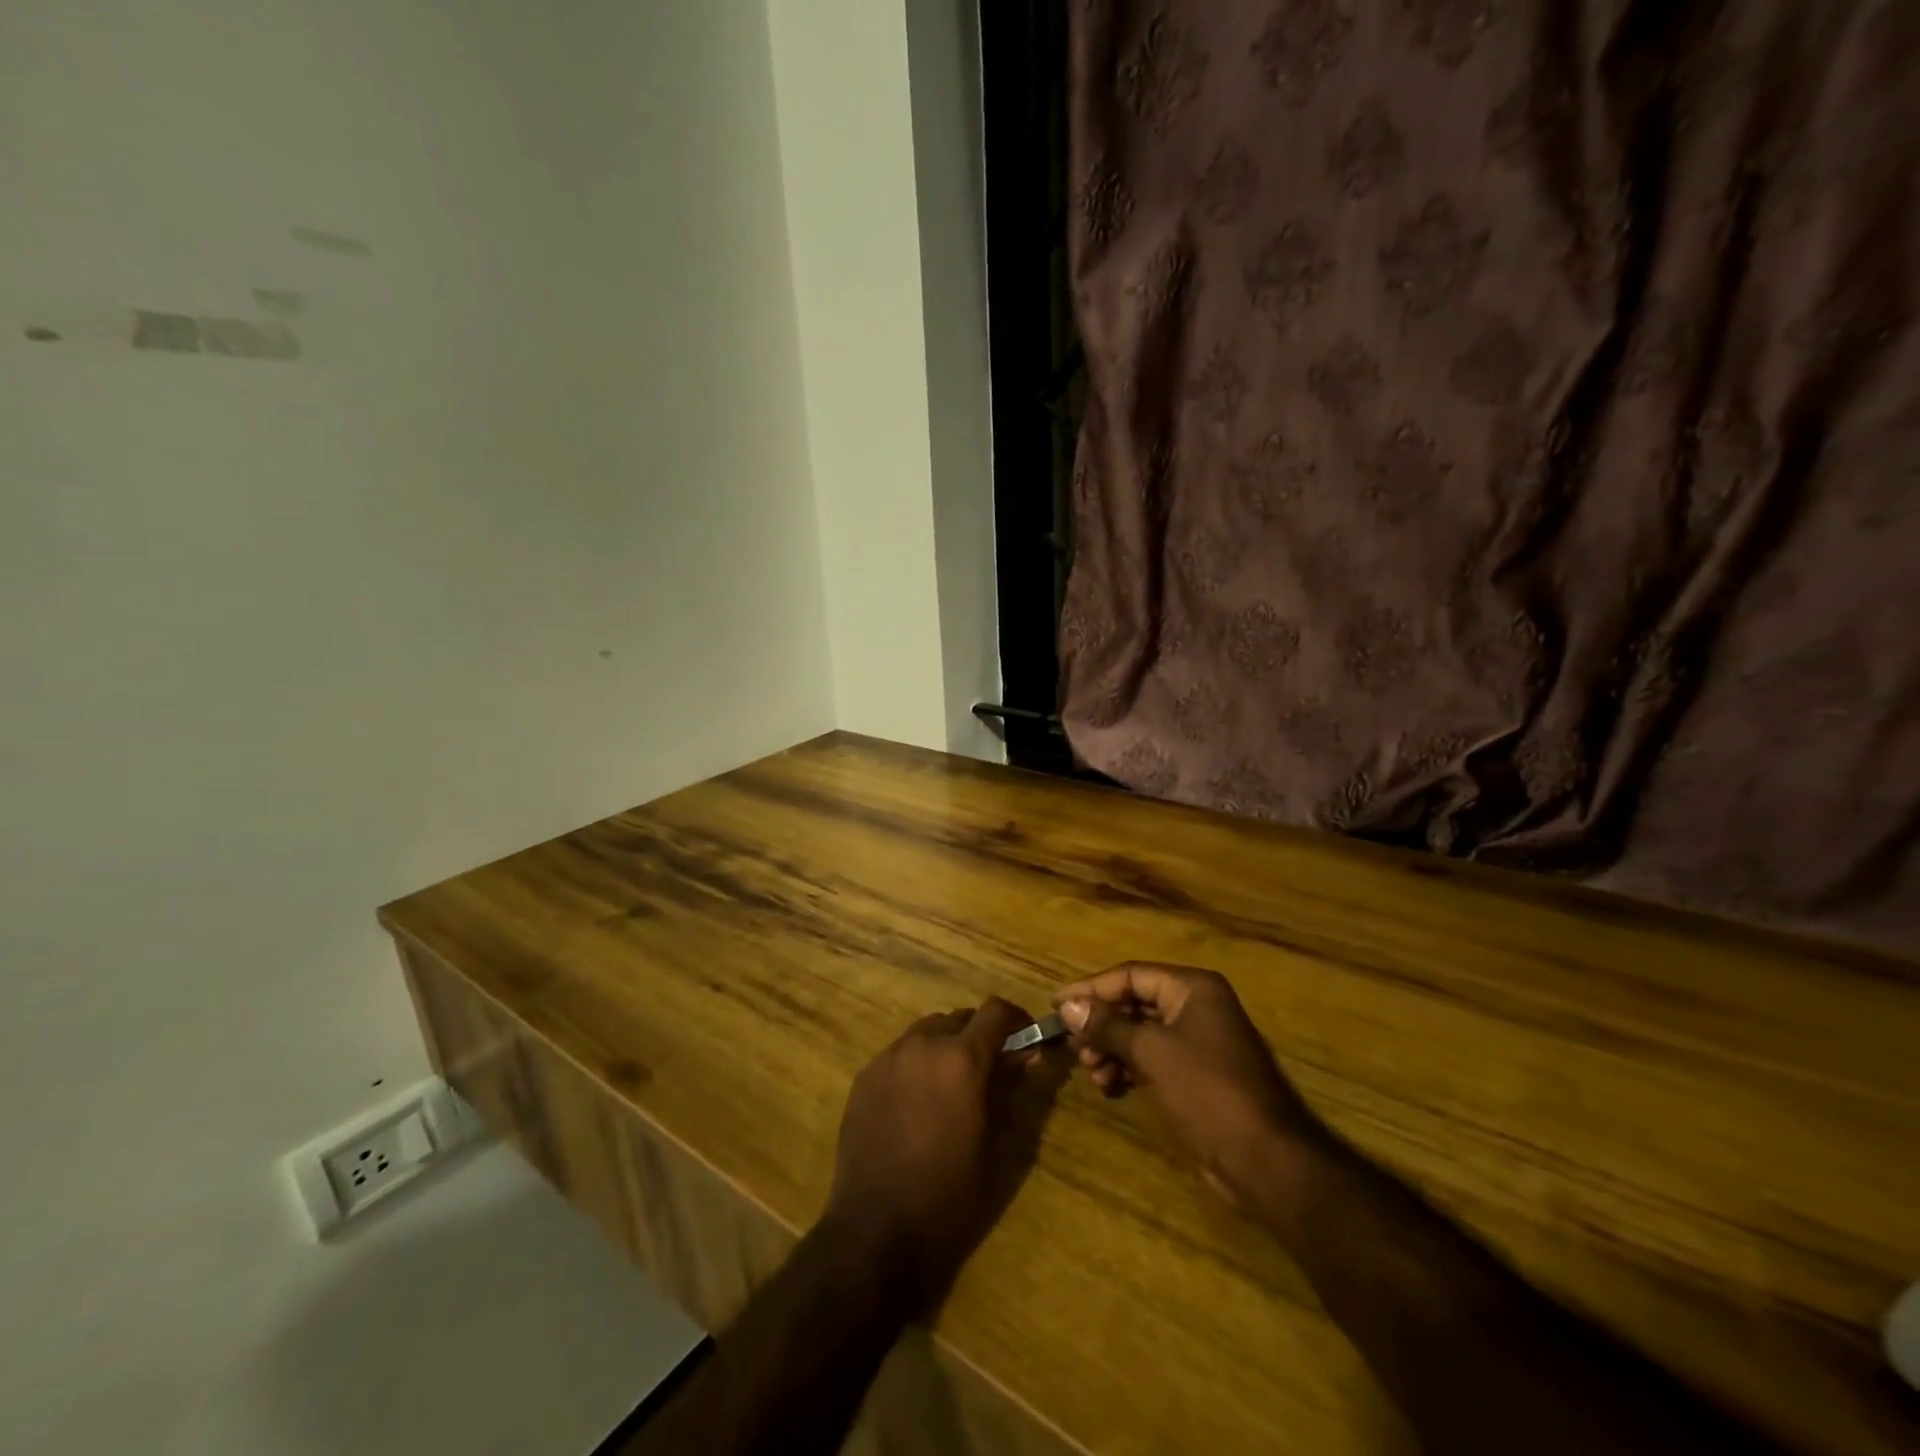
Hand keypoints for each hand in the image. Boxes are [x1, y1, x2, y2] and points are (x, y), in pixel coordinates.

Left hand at [822, 997, 1036, 1306]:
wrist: (875, 1230)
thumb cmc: (948, 1194)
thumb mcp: (993, 1144)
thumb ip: (1008, 1089)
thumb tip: (1027, 1055)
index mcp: (962, 1059)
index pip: (996, 1011)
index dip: (1015, 1018)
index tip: (1024, 1035)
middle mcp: (924, 1044)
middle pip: (959, 1019)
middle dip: (978, 1035)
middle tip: (988, 1068)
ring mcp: (889, 1057)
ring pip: (926, 1032)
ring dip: (945, 1046)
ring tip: (949, 1085)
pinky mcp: (865, 1076)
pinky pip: (899, 1054)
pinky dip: (916, 1063)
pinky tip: (916, 1102)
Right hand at [1054, 963, 1324, 1210]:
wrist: (1265, 1160)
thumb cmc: (1207, 1091)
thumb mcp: (1151, 1052)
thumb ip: (1107, 1026)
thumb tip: (1068, 1005)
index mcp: (1192, 988)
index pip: (1131, 975)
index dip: (1091, 989)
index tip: (1057, 1005)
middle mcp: (1197, 1006)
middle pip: (1135, 1003)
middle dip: (1102, 1025)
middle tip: (1076, 1049)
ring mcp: (1199, 1042)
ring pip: (1141, 1034)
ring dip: (1112, 1050)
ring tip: (1095, 1075)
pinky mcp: (1197, 1074)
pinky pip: (1152, 1059)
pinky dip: (1129, 1068)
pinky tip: (1110, 1088)